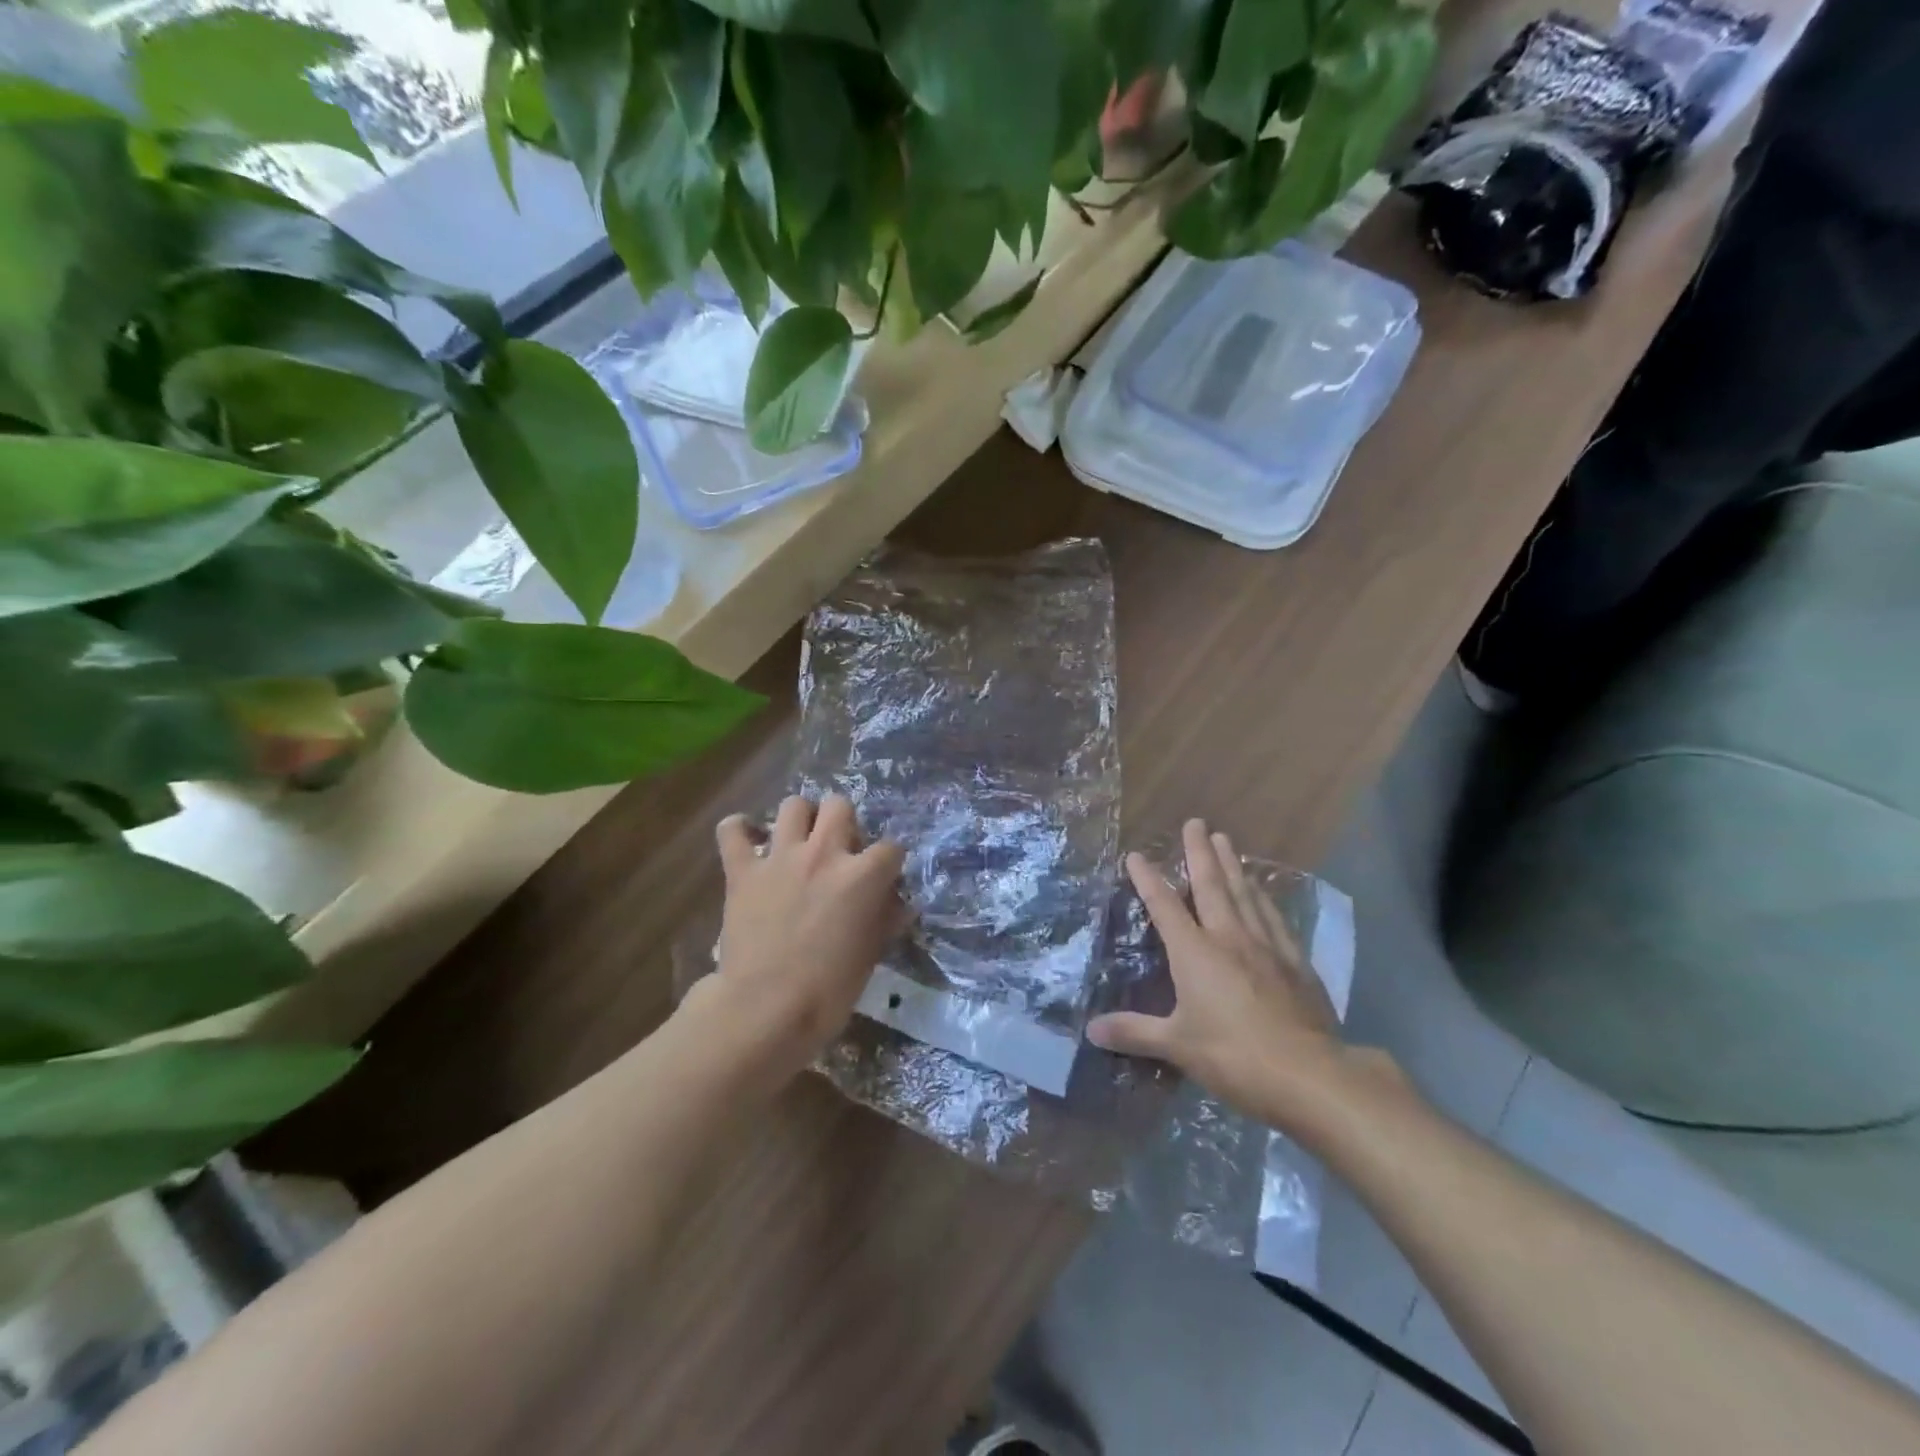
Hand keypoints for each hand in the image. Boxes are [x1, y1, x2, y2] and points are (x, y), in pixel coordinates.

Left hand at [693, 794, 905, 1080]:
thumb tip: (900, 905)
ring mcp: (780, 858)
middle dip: (844, 822)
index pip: (891, 848)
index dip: (889, 862)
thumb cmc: (828, 991)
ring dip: (801, 819)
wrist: (764, 1009)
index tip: (884, 878)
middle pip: (840, 807)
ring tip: (799, 841)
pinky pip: (732, 831)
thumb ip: (885, 920)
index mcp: (862, 876)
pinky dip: (738, 830)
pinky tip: (746, 841)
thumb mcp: (871, 955)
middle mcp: (823, 854)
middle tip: (839, 850)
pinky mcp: (742, 870)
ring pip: (794, 805)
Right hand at [1088, 819, 1350, 1131]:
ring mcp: (1267, 947)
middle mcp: (1230, 938)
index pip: (1165, 906)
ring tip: (1226, 840)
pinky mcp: (1297, 963)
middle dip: (1199, 852)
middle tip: (1196, 822)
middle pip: (1212, 886)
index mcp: (1196, 953)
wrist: (1310, 1075)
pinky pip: (1276, 919)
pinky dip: (1266, 899)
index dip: (1148, 879)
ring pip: (1246, 895)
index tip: (1136, 855)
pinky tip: (1265, 893)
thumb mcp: (1177, 1046)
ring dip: (1233, 865)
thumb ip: (1134, 1032)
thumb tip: (1091, 1030)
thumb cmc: (1234, 1056)